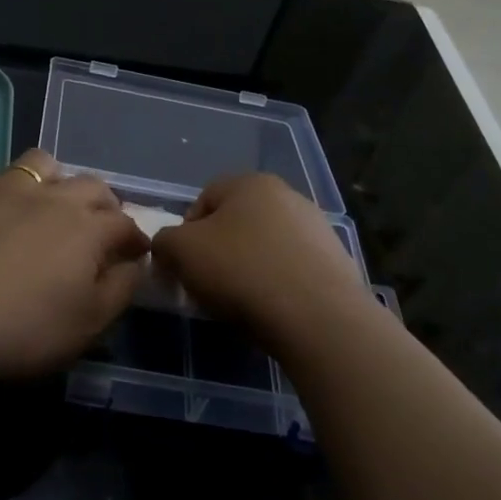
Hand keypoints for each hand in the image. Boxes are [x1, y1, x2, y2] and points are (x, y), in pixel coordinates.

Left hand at [0, 149, 148, 382]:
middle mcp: (51, 197)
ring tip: (46, 202)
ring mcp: (1, 189)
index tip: (134, 255)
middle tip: (98, 229)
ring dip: (51, 177)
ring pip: (38, 163)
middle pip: (91, 185)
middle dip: (103, 204)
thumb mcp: (87, 324)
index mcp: (87, 228)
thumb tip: (134, 263)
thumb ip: (120, 290)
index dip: (134, 239)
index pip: (125, 223)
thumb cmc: (21, 328)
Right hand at [151, 173, 369, 344]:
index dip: (185, 233)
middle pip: (236, 222)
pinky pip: (292, 269)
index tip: (184, 266)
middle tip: (209, 285)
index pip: (203, 200)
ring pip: (265, 246)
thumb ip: (164, 241)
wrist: (318, 317)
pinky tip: (273, 309)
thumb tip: (169, 247)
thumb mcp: (180, 252)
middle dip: (219, 251)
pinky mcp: (335, 261)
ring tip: (242, 302)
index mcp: (250, 183)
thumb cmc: (241, 272)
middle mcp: (287, 195)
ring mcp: (316, 227)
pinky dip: (278, 284)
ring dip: (249, 267)